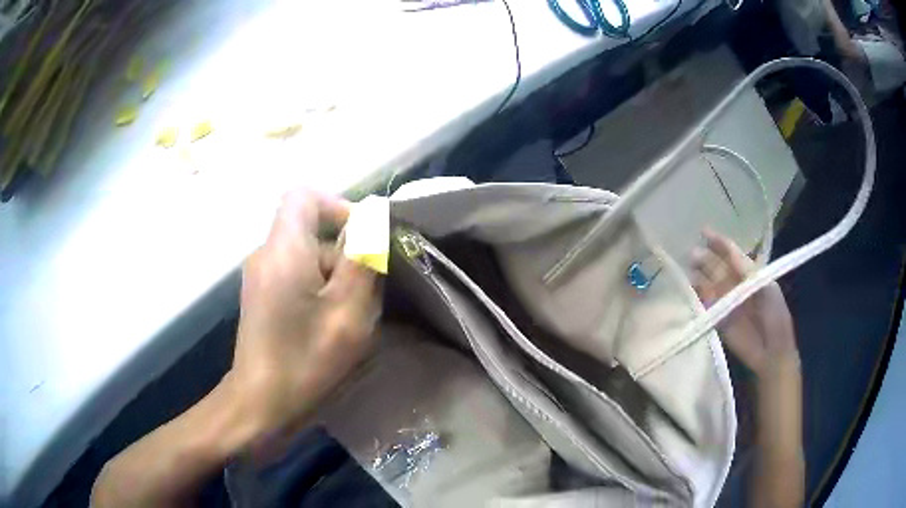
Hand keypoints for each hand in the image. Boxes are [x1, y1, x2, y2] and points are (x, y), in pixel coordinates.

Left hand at [231, 188, 380, 435]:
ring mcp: (260, 277)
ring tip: (349, 318)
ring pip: (305, 256)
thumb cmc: (305, 360)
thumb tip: (374, 216)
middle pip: (309, 229)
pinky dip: (318, 290)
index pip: (305, 196)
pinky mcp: (261, 297)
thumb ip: (363, 257)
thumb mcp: (347, 310)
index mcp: (283, 248)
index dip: (338, 207)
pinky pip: (295, 275)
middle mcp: (265, 254)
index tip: (363, 241)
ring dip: (333, 277)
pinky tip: (328, 326)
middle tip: (365, 295)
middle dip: (344, 253)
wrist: (261, 405)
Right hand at [691, 229, 798, 377]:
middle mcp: (735, 284)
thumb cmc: (775, 314)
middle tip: (692, 255)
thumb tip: (727, 252)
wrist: (772, 350)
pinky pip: (705, 305)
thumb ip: (746, 270)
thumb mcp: (765, 286)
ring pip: (708, 284)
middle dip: (705, 259)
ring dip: (699, 277)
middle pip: (717, 267)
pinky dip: (698, 298)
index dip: (718, 242)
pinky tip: (692, 291)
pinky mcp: (718, 320)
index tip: (703, 231)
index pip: (731, 253)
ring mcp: (725, 302)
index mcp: (749, 273)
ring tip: (690, 273)